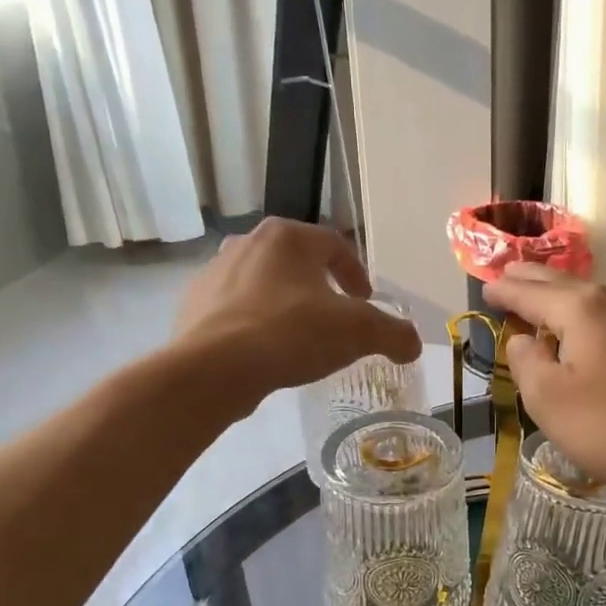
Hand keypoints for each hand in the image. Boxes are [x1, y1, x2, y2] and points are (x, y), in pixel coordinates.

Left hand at [173, 219, 421, 410]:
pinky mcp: (193, 305)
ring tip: (299, 338)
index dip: (356, 273)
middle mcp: (248, 243)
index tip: (365, 301)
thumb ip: (393, 334)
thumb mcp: (358, 333)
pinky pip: (235, 310)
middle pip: (297, 262)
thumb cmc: (292, 334)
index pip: (334, 244)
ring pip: (264, 285)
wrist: (215, 369)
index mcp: (287, 236)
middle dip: (319, 288)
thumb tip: (412, 345)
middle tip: (335, 318)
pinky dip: (254, 325)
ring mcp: (214, 273)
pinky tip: (265, 353)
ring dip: (285, 305)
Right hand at [483, 265, 605, 504]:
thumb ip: (527, 362)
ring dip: (577, 301)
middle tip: (514, 275)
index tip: (487, 287)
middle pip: (569, 285)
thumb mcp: (549, 401)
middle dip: (537, 281)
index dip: (505, 290)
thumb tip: (525, 339)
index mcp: (583, 309)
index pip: (531, 292)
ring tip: (560, 306)